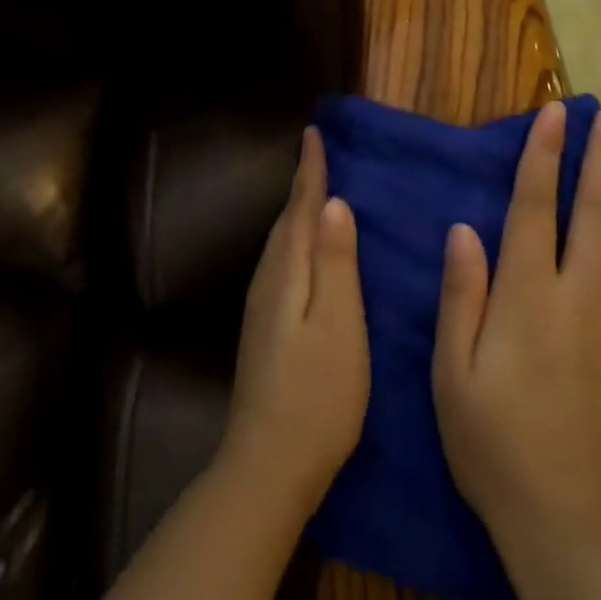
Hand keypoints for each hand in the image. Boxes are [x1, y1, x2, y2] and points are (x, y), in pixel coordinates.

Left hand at [221, 127, 370, 513]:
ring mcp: (261, 307)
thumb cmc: (317, 395)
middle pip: (285, 221)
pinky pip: (281, 264)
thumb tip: (334, 204)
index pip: (300, 209)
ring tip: (316, 192)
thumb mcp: (339, 325)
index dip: (310, 172)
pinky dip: (294, 242)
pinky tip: (307, 252)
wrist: (268, 464)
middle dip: (301, 185)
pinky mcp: (264, 328)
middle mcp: (268, 281)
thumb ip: (336, 263)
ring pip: (280, 243)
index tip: (314, 134)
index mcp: (287, 273)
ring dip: (296, 213)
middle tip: (319, 154)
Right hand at [431, 103, 600, 559]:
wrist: (578, 529)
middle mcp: (584, 296)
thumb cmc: (497, 446)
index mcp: (530, 297)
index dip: (544, 156)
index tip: (553, 114)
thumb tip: (464, 229)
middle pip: (598, 210)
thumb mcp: (453, 374)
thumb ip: (462, 294)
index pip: (537, 207)